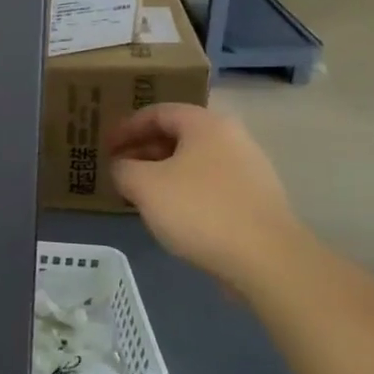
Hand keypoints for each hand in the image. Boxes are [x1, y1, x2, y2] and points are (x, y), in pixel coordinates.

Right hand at [105, 104, 305, 289]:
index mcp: (205, 124)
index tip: (105, 146)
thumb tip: (122, 167)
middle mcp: (231, 138)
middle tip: (119, 169)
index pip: (157, 112)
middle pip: (178, 135)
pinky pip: (210, 184)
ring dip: (162, 172)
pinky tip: (172, 214)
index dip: (126, 127)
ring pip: (194, 162)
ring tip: (140, 193)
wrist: (268, 260)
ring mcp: (249, 169)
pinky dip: (185, 191)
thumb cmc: (200, 210)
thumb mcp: (144, 185)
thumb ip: (123, 169)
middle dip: (143, 150)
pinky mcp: (256, 200)